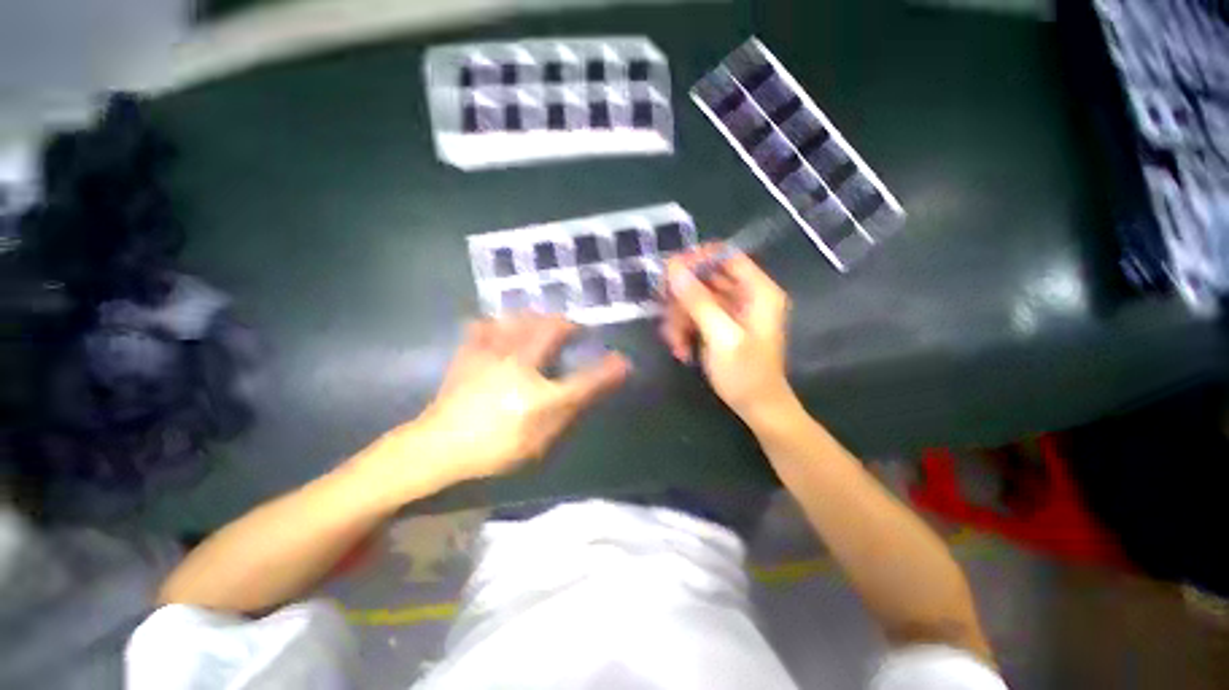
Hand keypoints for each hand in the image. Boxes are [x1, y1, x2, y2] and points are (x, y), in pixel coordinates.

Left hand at [393, 316, 628, 487]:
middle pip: (551, 330)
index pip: (584, 379)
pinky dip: (498, 323)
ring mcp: (491, 354)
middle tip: (574, 330)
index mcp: (536, 393)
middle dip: (568, 325)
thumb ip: (569, 412)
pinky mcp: (469, 353)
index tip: (623, 361)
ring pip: (520, 320)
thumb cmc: (494, 446)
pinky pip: (485, 325)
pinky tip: (501, 329)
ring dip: (537, 318)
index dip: (608, 370)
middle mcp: (517, 364)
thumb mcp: (540, 437)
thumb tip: (591, 398)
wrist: (436, 447)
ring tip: (543, 324)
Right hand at [661, 246, 795, 425]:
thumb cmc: (746, 375)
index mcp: (758, 290)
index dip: (697, 259)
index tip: (669, 273)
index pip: (726, 255)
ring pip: (694, 298)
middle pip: (705, 277)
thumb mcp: (721, 337)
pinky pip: (694, 315)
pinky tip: (681, 350)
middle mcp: (745, 294)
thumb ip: (698, 301)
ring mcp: (731, 310)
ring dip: (679, 319)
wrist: (757, 409)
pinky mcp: (719, 324)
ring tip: (675, 344)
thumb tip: (673, 268)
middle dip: (681, 298)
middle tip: (665, 314)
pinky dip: (683, 330)